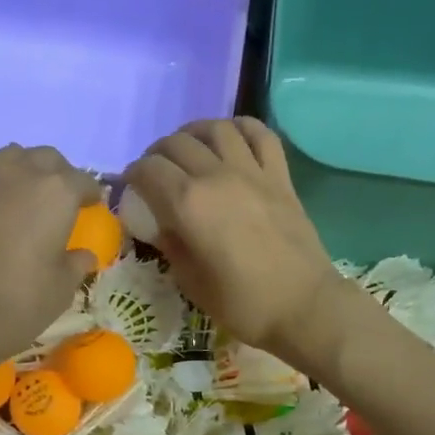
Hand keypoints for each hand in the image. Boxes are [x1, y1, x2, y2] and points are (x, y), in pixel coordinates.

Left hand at [0, 144, 100, 377]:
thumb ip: (76, 264)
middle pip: (43, 158)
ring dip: (20, 173)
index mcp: (53, 191)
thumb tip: (83, 256)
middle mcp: (14, 171)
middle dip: (56, 175)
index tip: (91, 206)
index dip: (89, 194)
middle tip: (58, 201)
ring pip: (5, 160)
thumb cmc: (17, 304)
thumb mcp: (61, 289)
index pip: (81, 180)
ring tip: (20, 200)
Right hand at [127, 118, 346, 365]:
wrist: (303, 306)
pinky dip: (240, 128)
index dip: (133, 175)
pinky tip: (232, 139)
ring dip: (194, 133)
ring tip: (190, 150)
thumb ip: (171, 246)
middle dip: (157, 154)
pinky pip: (259, 134)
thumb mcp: (191, 282)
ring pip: (216, 129)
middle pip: (177, 143)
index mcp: (188, 204)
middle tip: (156, 172)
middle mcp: (216, 176)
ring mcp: (252, 171)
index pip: (148, 170)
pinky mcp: (280, 176)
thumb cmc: (242, 304)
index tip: (131, 188)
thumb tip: (161, 224)